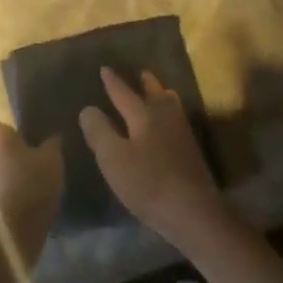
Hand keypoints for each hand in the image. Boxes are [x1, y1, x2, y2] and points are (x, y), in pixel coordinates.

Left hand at [0, 116, 62, 259]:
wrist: (13, 233)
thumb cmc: (32, 184)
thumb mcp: (52, 160)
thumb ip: (51, 144)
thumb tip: (53, 136)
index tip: (17, 139)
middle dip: (2, 155)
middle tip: (26, 164)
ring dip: (0, 177)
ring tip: (24, 188)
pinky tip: (18, 207)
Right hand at [79, 67, 232, 251]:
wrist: (194, 213)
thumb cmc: (148, 184)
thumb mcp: (114, 159)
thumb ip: (99, 132)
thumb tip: (88, 108)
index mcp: (143, 115)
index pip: (124, 94)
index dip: (112, 82)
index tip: (104, 68)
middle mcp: (165, 117)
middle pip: (155, 94)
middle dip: (146, 84)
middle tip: (141, 73)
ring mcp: (182, 134)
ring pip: (171, 106)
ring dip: (162, 96)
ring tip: (160, 92)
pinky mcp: (192, 152)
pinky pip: (178, 120)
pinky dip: (171, 113)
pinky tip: (171, 125)